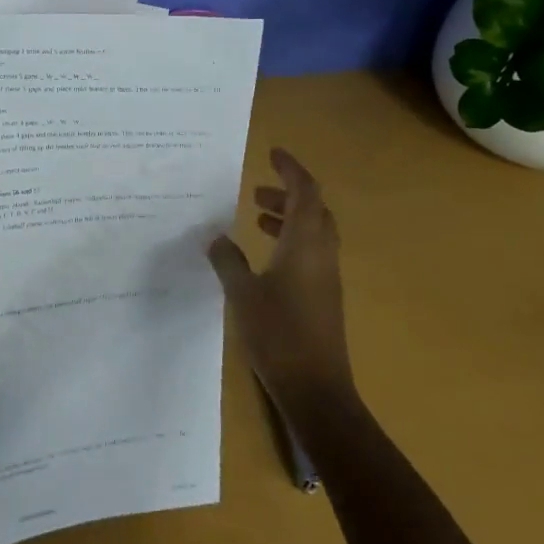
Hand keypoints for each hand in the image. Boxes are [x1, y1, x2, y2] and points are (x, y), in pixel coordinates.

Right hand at [207, 148, 354, 407]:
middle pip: (313, 208)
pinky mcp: (325, 296)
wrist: (317, 390)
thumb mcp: (242, 293)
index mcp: (305, 243)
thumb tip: (215, 237)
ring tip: (256, 218)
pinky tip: (265, 258)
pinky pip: (312, 252)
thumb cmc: (278, 334)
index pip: (305, 191)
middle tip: (257, 190)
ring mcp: (327, 276)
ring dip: (289, 217)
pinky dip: (291, 240)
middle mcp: (322, 252)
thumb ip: (227, 260)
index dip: (290, 169)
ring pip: (313, 231)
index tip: (272, 153)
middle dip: (287, 193)